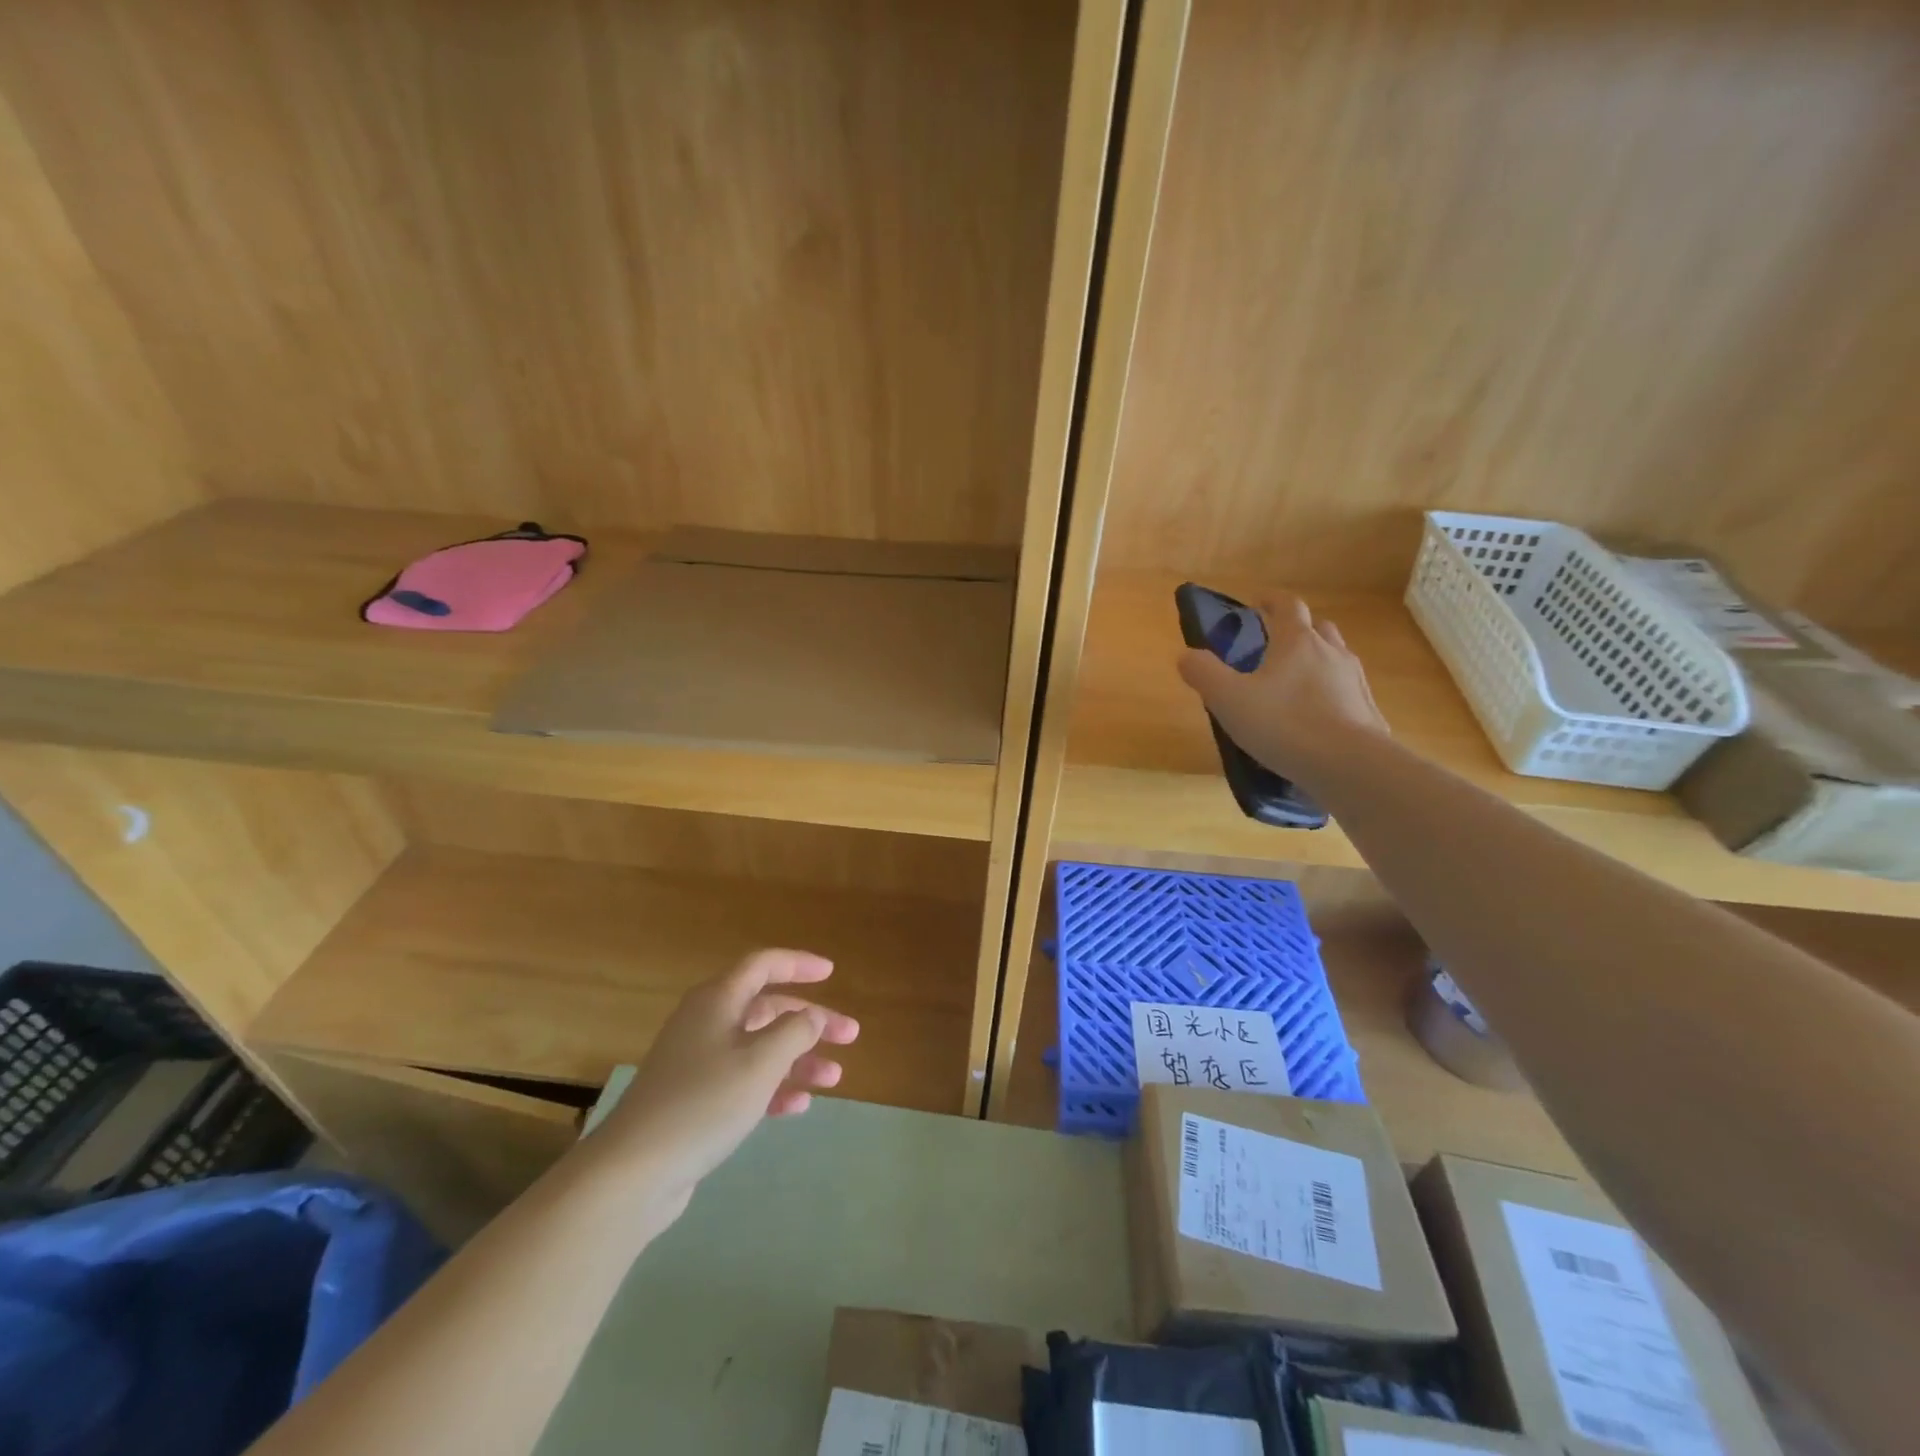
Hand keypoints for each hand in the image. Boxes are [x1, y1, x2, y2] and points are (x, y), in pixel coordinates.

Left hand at [601, 950, 859, 1201]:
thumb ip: (795, 1031)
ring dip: (798, 1058)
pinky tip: (799, 1105)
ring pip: (760, 1047)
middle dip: (811, 1021)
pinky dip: (773, 1087)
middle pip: (768, 1008)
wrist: (633, 1172)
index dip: (799, 964)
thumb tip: (812, 1015)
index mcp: (718, 1000)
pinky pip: (744, 1080)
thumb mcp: (760, 1062)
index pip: (764, 965)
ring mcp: (698, 1062)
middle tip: (849, 1036)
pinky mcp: (695, 1099)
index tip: (831, 972)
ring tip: (834, 1078)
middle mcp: (707, 1022)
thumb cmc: (704, 1103)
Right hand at [1177, 593, 1387, 786]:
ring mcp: (1356, 682)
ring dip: (1318, 661)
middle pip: (1318, 628)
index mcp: (1297, 642)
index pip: (1287, 605)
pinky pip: (1348, 693)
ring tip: (1297, 684)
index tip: (1258, 603)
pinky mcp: (1369, 712)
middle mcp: (1331, 653)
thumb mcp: (1228, 699)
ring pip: (1337, 659)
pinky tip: (1318, 718)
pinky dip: (1332, 695)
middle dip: (1298, 630)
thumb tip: (1187, 656)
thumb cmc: (1284, 724)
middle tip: (1276, 646)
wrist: (1349, 766)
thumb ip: (1204, 673)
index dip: (1271, 600)